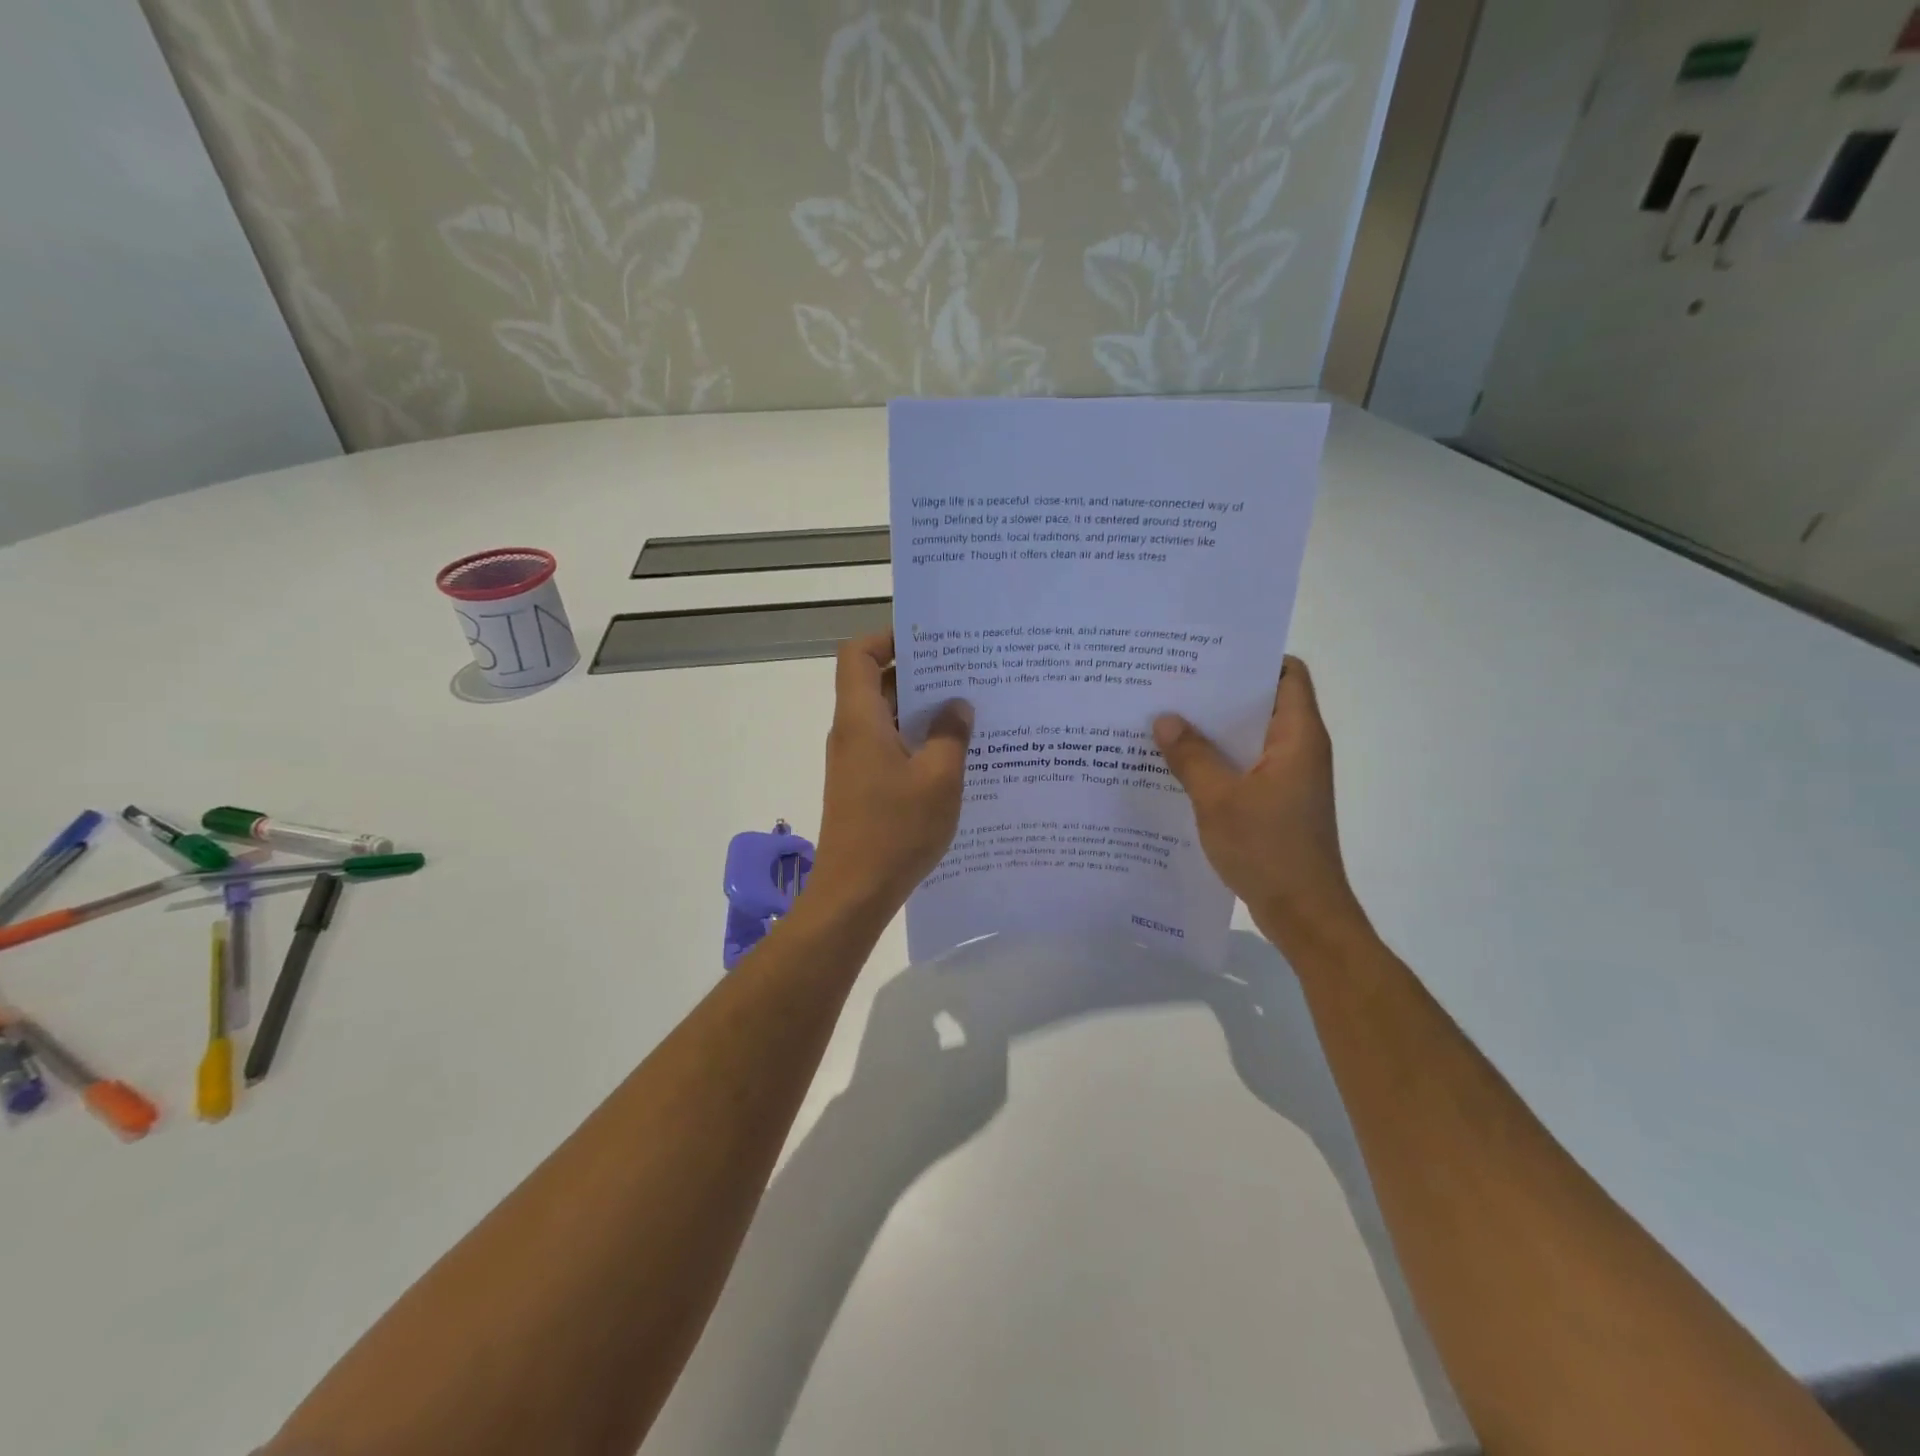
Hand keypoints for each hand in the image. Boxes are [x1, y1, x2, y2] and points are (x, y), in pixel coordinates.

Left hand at [807, 631, 972, 917]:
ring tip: (969, 709)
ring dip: (922, 711)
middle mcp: (851, 733)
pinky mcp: (863, 787)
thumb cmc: (895, 831)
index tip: (930, 639)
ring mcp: (855, 762)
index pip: (858, 655)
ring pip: (887, 718)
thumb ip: (950, 735)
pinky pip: (890, 747)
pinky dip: (917, 741)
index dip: (888, 637)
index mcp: (860, 719)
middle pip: (876, 683)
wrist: (854, 894)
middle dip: (919, 672)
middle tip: (966, 671)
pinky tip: (954, 755)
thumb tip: (957, 705)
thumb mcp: (939, 779)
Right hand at [1153, 656, 1369, 951]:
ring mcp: (1288, 777)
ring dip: (1214, 730)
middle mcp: (1298, 749)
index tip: (1206, 655)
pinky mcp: (1276, 802)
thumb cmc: (1269, 850)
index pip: (1288, 674)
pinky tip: (1178, 766)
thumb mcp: (1219, 800)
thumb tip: (1165, 718)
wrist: (1304, 914)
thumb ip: (1191, 757)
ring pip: (1250, 737)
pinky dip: (1217, 760)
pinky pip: (1244, 766)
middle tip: (1170, 684)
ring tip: (1165, 720)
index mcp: (1298, 737)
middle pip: (1264, 702)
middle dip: (1220, 692)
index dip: (1254, 658)